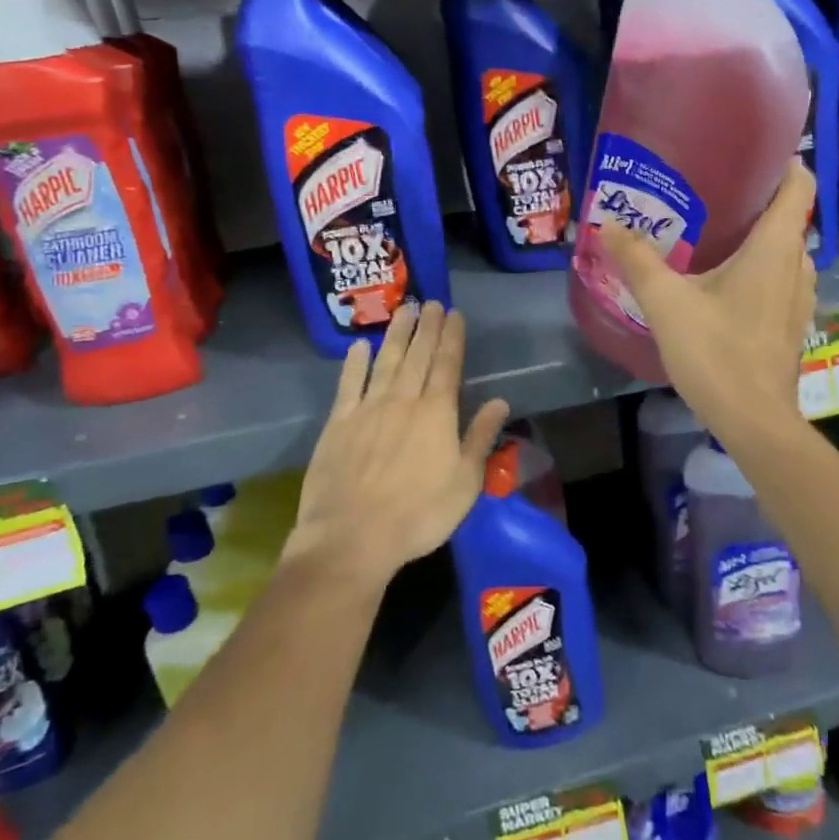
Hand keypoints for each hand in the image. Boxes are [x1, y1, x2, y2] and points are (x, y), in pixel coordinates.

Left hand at [288, 302, 510, 589]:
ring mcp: (368, 409)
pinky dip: (354, 363)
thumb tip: (501, 401)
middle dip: (427, 328)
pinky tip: (359, 346)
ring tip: (405, 310)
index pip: (448, 365)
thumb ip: (480, 437)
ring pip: (385, 362)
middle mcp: (403, 401)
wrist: (352, 537)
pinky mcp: (338, 424)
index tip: (455, 314)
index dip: (452, 338)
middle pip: (418, 356)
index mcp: (437, 413)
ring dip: (396, 334)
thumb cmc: (419, 514)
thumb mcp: (465, 482)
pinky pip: (348, 385)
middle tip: (432, 302)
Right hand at [598, 159, 816, 441]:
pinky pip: (782, 280)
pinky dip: (762, 270)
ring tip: (718, 236)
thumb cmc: (715, 352)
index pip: (799, 185)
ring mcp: (800, 298)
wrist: (753, 420)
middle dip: (760, 201)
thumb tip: (607, 225)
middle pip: (790, 218)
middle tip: (715, 194)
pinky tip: (726, 284)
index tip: (752, 155)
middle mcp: (798, 265)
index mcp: (775, 248)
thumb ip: (637, 260)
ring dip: (761, 239)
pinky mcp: (793, 325)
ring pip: (786, 252)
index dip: (783, 163)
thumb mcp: (666, 302)